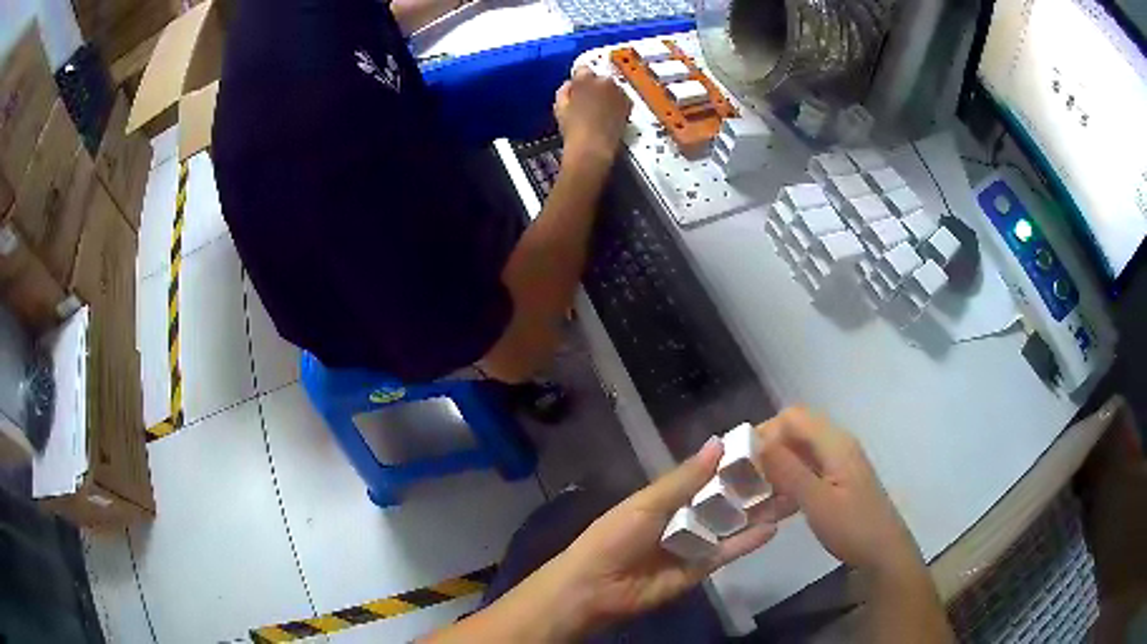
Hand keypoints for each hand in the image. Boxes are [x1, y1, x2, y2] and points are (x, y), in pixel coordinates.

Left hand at [522, 437, 796, 636]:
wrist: (596, 588)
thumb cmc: (616, 537)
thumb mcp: (648, 503)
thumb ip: (685, 478)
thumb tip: (719, 443)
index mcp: (668, 497)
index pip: (707, 475)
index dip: (733, 462)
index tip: (766, 445)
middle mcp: (685, 518)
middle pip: (724, 500)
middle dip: (752, 487)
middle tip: (790, 469)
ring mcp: (695, 544)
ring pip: (731, 524)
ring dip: (757, 511)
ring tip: (791, 494)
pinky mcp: (701, 569)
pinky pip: (728, 551)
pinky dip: (748, 541)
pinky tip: (774, 527)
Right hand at [553, 66, 631, 164]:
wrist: (593, 148)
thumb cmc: (572, 129)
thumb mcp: (559, 107)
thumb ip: (564, 91)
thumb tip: (570, 85)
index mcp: (585, 80)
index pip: (582, 70)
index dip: (579, 80)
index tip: (577, 88)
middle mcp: (605, 81)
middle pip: (599, 78)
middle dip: (594, 85)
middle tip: (588, 100)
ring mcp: (619, 92)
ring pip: (611, 87)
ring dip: (606, 93)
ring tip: (599, 109)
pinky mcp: (628, 104)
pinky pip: (621, 97)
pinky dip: (616, 102)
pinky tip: (609, 114)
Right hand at [755, 408, 920, 574]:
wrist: (883, 552)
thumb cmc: (852, 527)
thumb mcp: (817, 501)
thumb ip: (788, 470)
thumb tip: (756, 442)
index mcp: (835, 443)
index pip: (792, 417)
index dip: (765, 432)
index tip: (742, 461)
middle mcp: (837, 444)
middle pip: (795, 432)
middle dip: (767, 450)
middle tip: (744, 479)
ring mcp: (838, 463)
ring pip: (799, 452)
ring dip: (776, 469)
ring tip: (754, 496)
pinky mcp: (838, 480)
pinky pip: (806, 470)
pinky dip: (788, 482)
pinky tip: (775, 507)